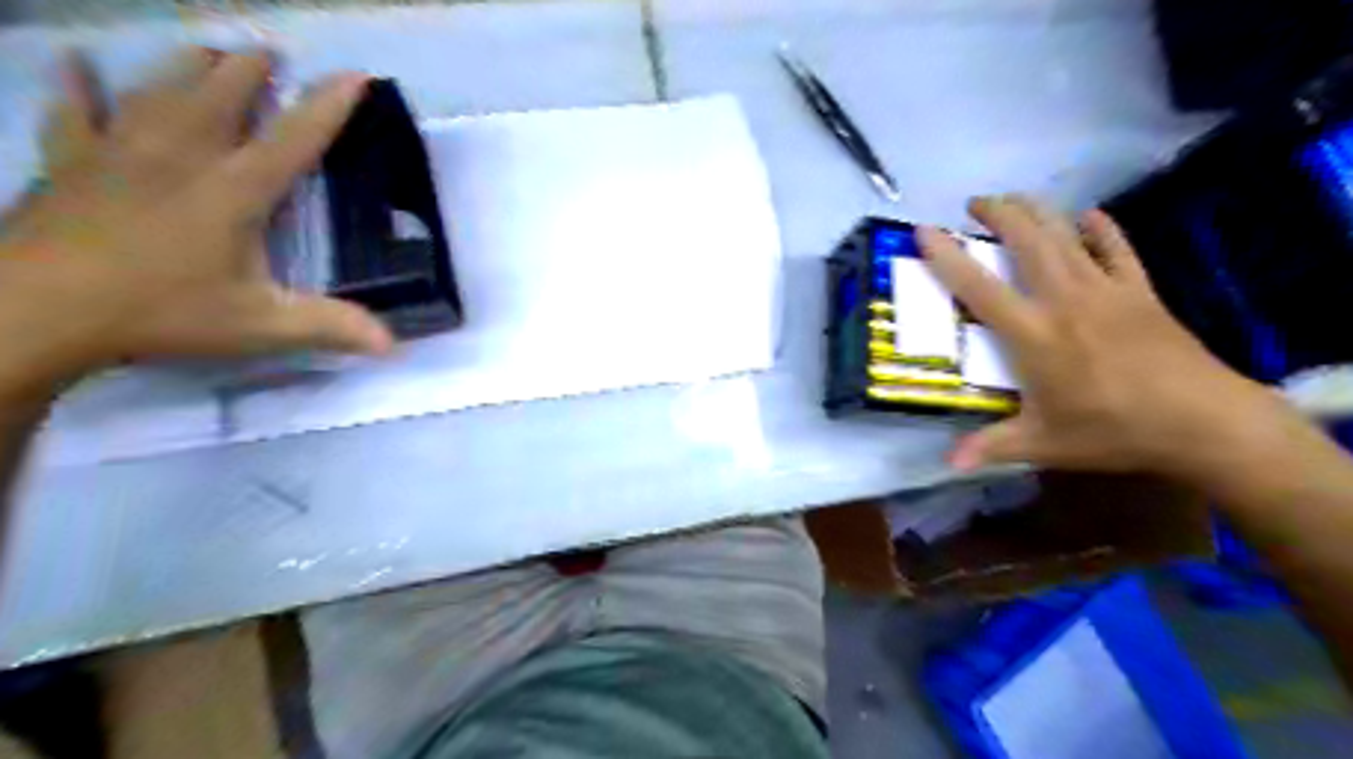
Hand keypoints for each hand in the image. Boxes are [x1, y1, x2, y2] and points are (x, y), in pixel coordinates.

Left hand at [0, 46, 398, 391]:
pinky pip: (74, 111)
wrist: (34, 309)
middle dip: (249, 71)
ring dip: (186, 68)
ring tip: (207, 48)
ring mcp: (120, 153)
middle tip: (269, 51)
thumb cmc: (161, 313)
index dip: (328, 106)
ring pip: (158, 93)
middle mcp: (182, 157)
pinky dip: (77, 85)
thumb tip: (392, 344)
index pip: (293, 139)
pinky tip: (78, 63)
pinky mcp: (69, 163)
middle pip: (221, 97)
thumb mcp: (260, 326)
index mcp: (234, 191)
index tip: (356, 76)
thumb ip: (328, 327)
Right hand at [920, 197, 1286, 480]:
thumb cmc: (1112, 431)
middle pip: (1028, 241)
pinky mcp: (1141, 292)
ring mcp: (1106, 290)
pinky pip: (1118, 249)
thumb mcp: (1042, 444)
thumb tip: (947, 463)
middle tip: (975, 204)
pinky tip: (1090, 216)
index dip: (948, 256)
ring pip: (1066, 235)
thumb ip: (990, 446)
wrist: (1204, 421)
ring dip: (1038, 211)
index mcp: (1033, 335)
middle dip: (999, 213)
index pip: (979, 287)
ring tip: (1015, 201)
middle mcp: (1065, 300)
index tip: (925, 230)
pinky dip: (1102, 229)